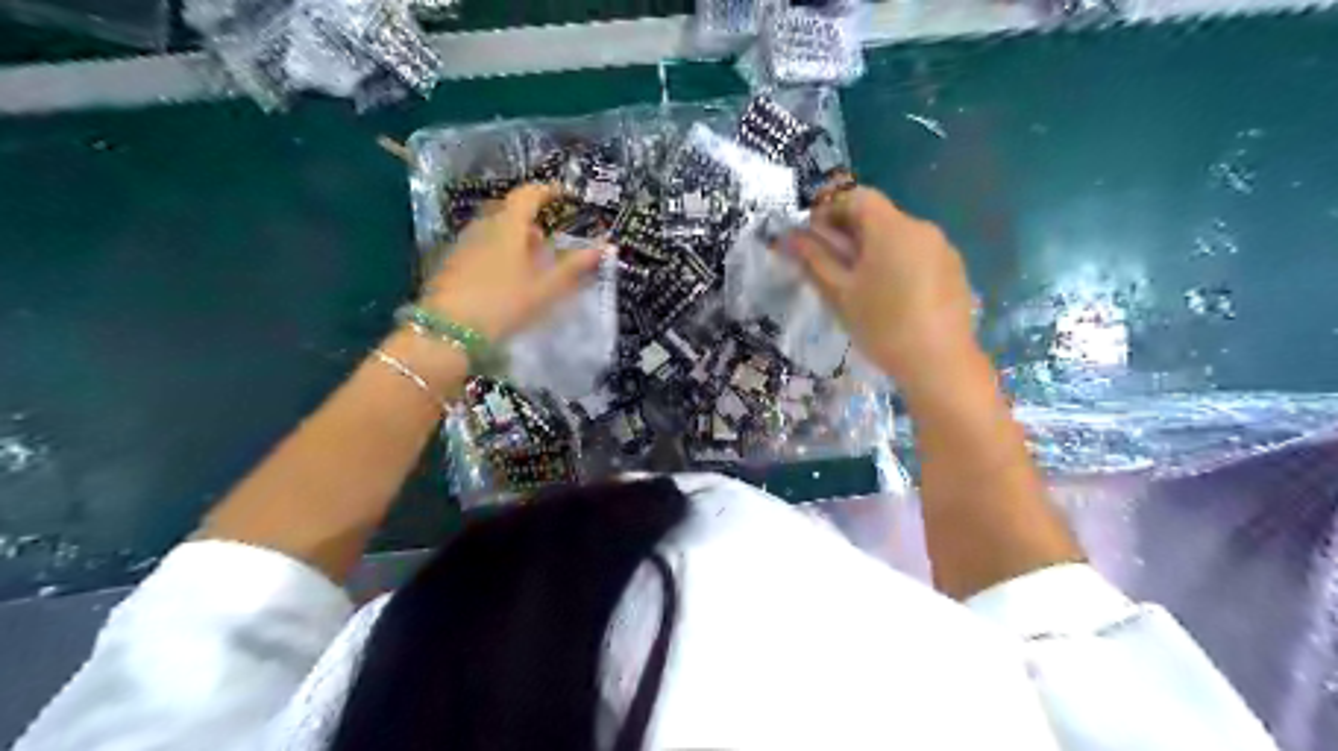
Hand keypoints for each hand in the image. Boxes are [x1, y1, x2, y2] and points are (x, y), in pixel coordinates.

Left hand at [419, 182, 604, 339]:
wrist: (448, 330)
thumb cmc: (504, 303)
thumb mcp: (545, 288)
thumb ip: (574, 266)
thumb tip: (604, 247)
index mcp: (508, 225)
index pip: (528, 195)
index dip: (547, 191)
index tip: (563, 195)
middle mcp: (483, 226)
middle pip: (508, 212)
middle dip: (529, 219)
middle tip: (546, 239)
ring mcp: (463, 243)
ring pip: (493, 230)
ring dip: (512, 238)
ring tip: (529, 263)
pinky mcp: (451, 263)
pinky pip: (480, 246)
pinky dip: (497, 252)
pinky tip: (504, 278)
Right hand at [782, 188, 979, 393]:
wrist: (939, 363)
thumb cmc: (882, 326)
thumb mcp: (841, 294)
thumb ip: (816, 260)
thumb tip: (791, 238)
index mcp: (892, 228)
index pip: (858, 197)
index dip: (831, 210)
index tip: (813, 235)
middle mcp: (921, 228)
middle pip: (880, 216)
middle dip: (850, 232)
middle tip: (830, 262)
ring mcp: (942, 249)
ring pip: (899, 236)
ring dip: (874, 248)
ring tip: (860, 283)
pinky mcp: (954, 270)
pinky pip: (918, 254)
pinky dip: (897, 262)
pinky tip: (890, 295)